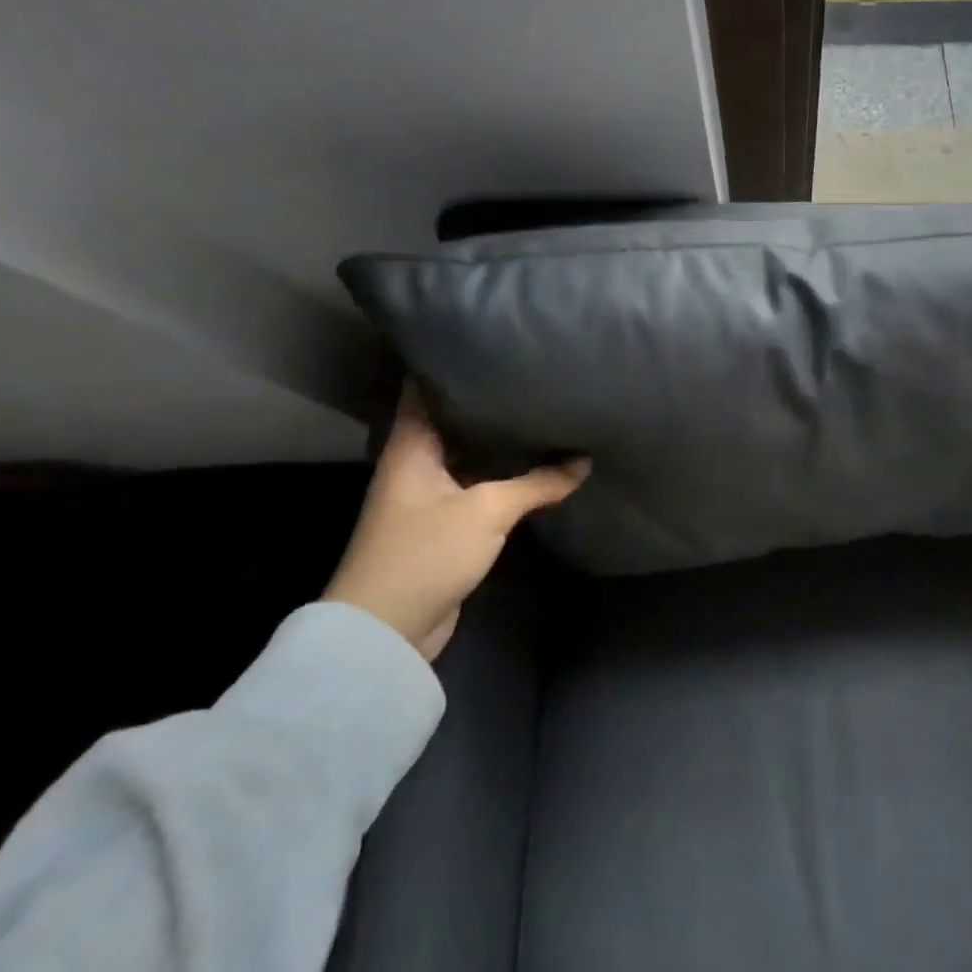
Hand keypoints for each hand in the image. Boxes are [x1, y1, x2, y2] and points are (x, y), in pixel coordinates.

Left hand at [324, 385, 588, 660]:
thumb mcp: (487, 510)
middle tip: (529, 372)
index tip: (486, 341)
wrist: (387, 631)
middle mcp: (415, 464)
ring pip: (468, 454)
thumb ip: (538, 483)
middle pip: (452, 419)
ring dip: (497, 440)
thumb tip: (584, 461)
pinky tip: (534, 463)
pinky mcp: (443, 524)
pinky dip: (501, 474)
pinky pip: (476, 485)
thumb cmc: (426, 552)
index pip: (424, 389)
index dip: (448, 362)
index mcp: (410, 447)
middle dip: (486, 399)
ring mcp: (428, 495)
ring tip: (540, 409)